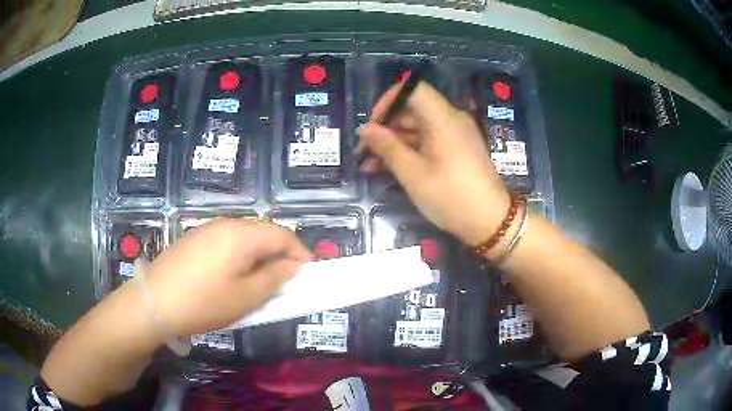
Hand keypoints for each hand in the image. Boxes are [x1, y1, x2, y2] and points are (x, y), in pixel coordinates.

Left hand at [144, 219, 311, 336]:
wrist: (153, 302)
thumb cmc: (203, 302)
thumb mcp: (245, 297)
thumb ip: (274, 279)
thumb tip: (292, 266)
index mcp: (241, 235)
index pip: (282, 234)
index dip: (300, 251)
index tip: (309, 272)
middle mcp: (225, 224)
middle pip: (263, 232)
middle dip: (280, 253)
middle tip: (285, 280)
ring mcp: (206, 229)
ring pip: (244, 236)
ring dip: (259, 254)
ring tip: (260, 280)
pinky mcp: (194, 239)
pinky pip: (226, 241)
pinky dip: (240, 255)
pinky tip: (233, 275)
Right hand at [359, 83, 509, 245]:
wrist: (489, 222)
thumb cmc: (450, 196)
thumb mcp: (413, 173)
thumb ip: (387, 147)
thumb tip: (366, 129)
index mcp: (443, 118)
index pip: (413, 89)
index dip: (389, 101)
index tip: (373, 124)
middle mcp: (451, 120)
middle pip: (413, 110)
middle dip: (385, 127)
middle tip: (364, 150)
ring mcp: (455, 135)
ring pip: (418, 129)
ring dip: (393, 143)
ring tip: (368, 165)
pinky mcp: (456, 150)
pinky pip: (428, 142)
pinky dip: (409, 151)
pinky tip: (386, 168)